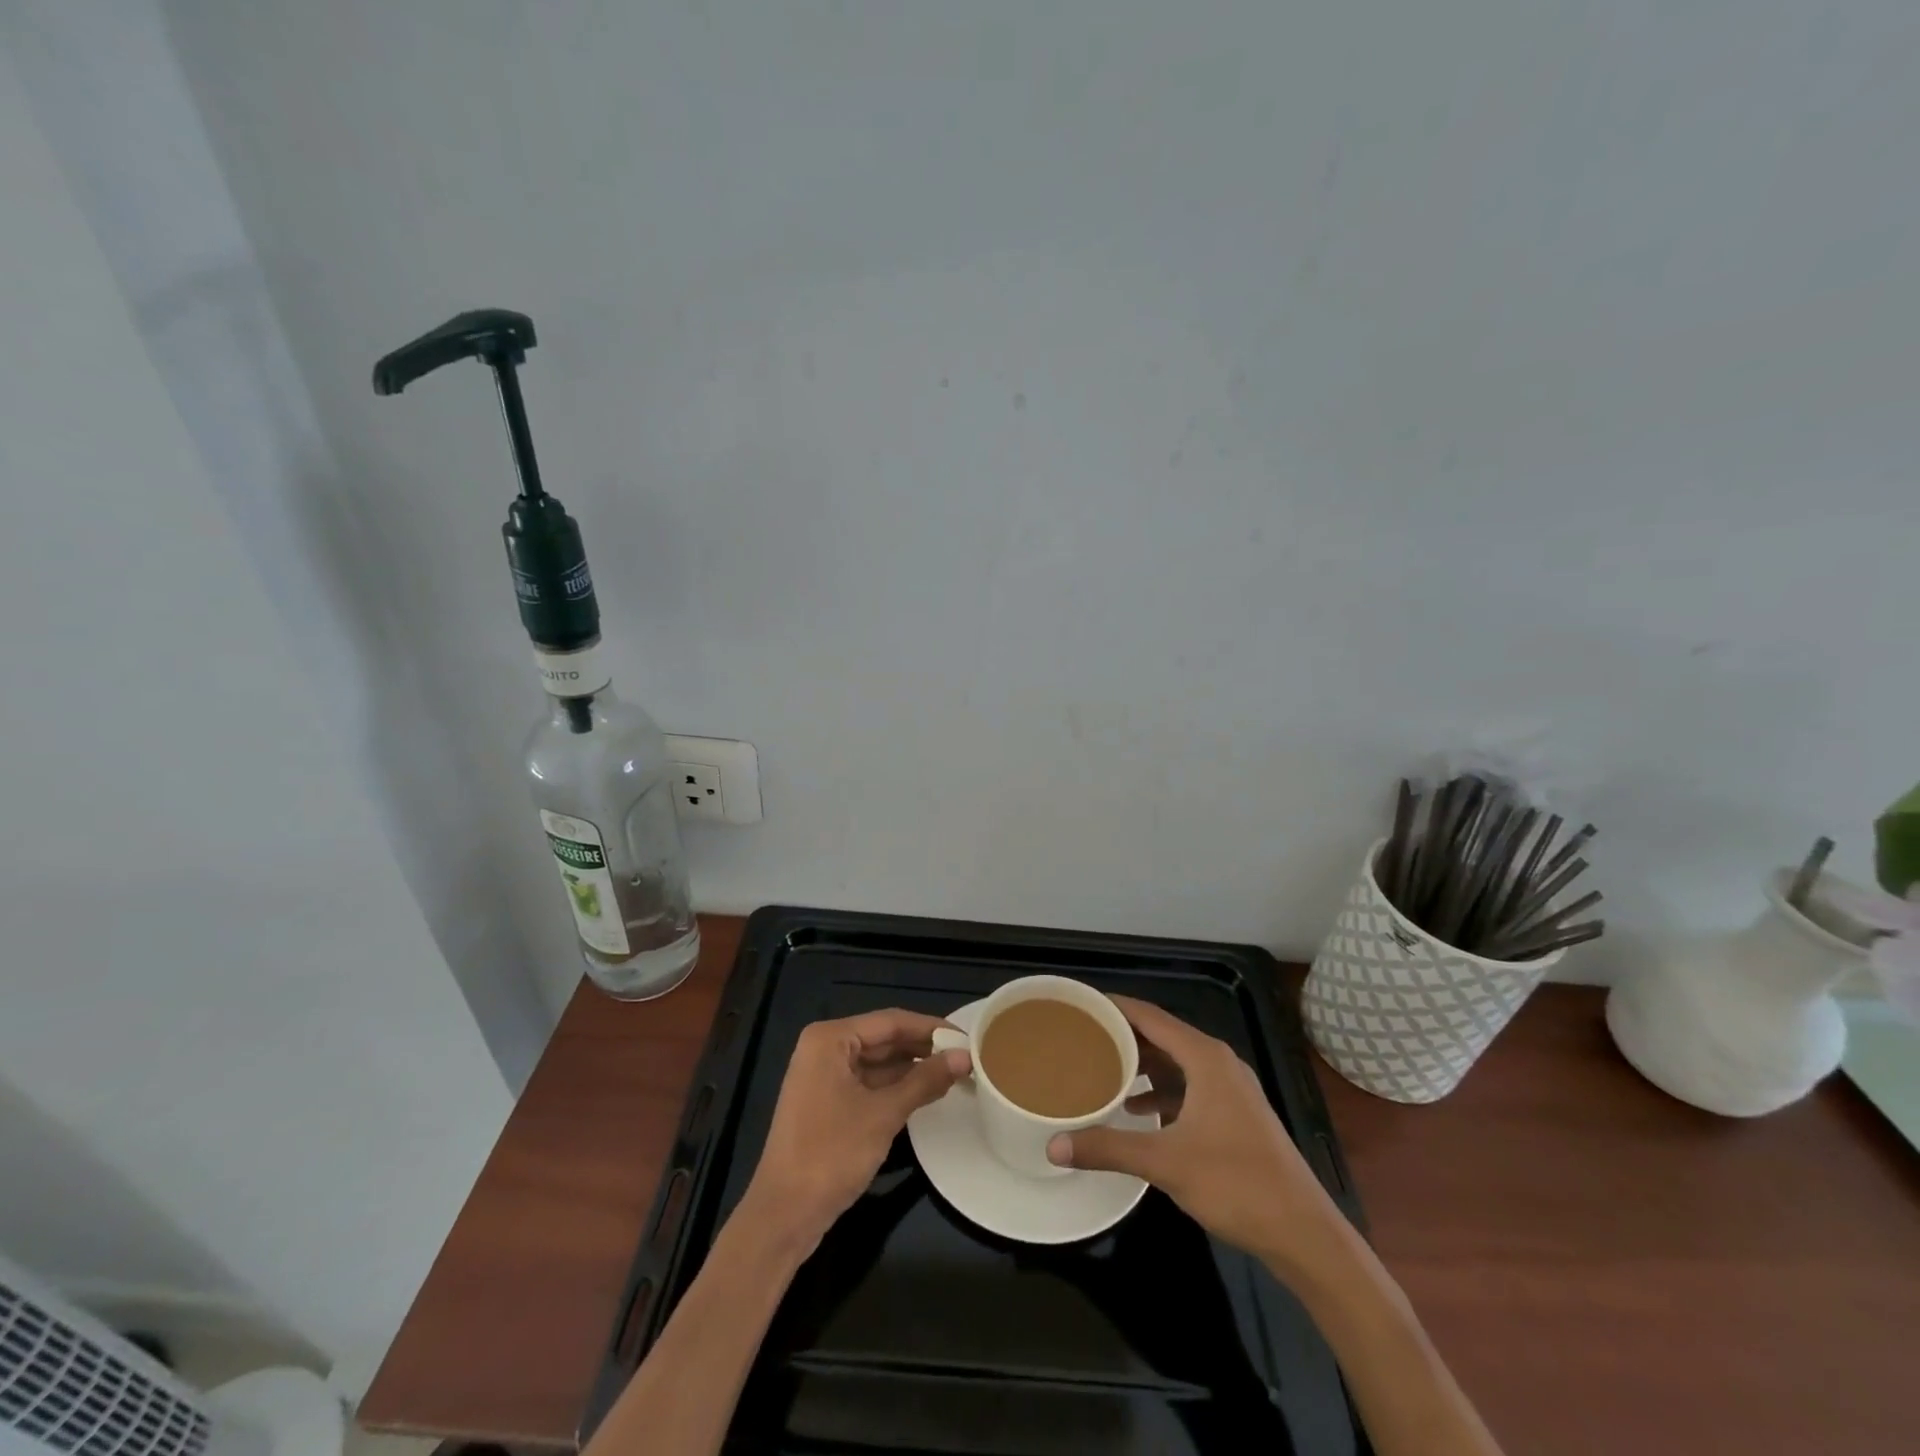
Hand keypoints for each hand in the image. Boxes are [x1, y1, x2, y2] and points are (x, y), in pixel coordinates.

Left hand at [740, 1009, 968, 1249]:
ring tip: (954, 1072)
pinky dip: (896, 1087)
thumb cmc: (831, 1154)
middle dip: (923, 1048)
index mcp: (830, 1039)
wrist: (783, 1216)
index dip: (930, 1028)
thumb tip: (965, 1057)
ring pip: (877, 1063)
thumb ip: (925, 1080)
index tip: (967, 1037)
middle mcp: (824, 1049)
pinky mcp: (827, 1103)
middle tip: (966, 1056)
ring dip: (912, 1068)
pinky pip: (868, 1083)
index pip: (890, 1021)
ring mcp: (823, 1077)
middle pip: (883, 1039)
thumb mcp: (884, 1114)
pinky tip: (926, 1092)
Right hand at [1046, 995, 1345, 1272]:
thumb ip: (1108, 1148)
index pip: (1150, 1016)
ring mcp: (1231, 1090)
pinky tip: (1138, 1110)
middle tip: (1083, 1037)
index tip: (1081, 1004)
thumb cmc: (1235, 1183)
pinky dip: (1162, 1090)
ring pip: (1177, 1063)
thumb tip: (1054, 1146)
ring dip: (1142, 1064)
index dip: (1115, 1007)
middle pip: (1163, 1036)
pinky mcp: (1236, 1115)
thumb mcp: (1165, 1163)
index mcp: (1205, 1058)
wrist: (1303, 1233)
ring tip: (1102, 1069)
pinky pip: (1189, 1086)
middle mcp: (1219, 1063)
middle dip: (1124, 1036)